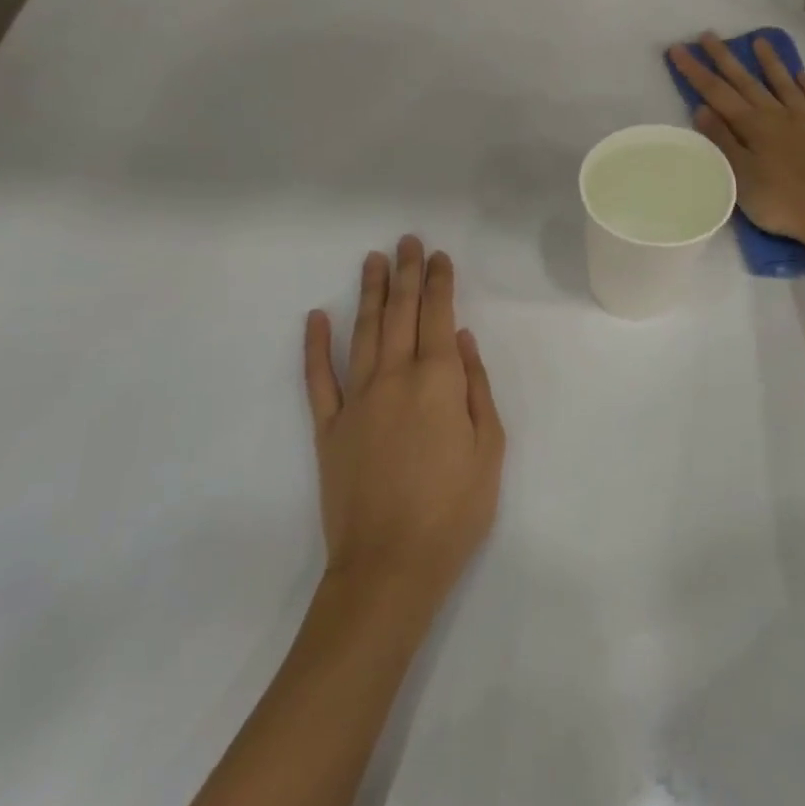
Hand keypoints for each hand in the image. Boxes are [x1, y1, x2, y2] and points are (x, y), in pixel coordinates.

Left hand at [304, 238, 505, 613]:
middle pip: (400, 314)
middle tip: (406, 241)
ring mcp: (355, 400)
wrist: (390, 565)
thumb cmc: (454, 508)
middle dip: (405, 273)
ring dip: (369, 293)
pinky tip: (317, 317)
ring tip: (372, 260)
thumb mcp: (489, 447)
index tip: (438, 255)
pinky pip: (318, 378)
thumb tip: (463, 341)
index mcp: (438, 381)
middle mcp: (394, 378)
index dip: (439, 282)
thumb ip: (476, 388)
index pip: (439, 316)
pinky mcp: (327, 427)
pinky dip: (315, 345)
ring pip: (363, 332)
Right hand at [668, 33, 804, 243]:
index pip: (717, 93)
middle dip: (726, 58)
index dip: (696, 71)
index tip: (678, 48)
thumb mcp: (740, 177)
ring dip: (771, 63)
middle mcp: (780, 116)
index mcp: (753, 126)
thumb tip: (702, 108)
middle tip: (709, 35)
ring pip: (785, 84)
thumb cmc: (781, 202)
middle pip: (748, 82)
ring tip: (760, 41)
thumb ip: (722, 141)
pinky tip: (803, 76)